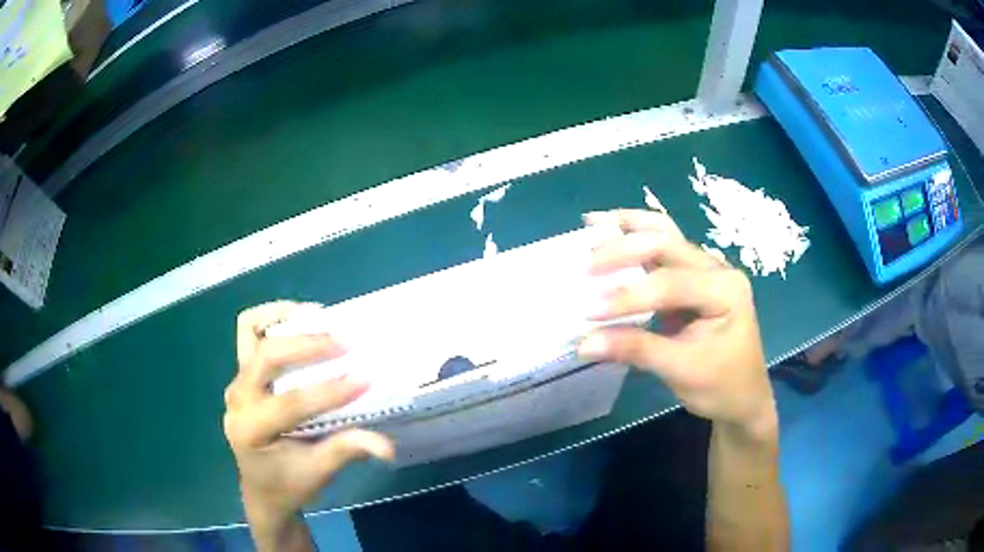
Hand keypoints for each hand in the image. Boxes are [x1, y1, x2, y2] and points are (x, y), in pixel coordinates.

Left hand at [224, 302, 393, 533]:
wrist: (262, 489)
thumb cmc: (289, 484)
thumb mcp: (318, 473)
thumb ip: (346, 451)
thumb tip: (386, 446)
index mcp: (251, 430)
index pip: (290, 404)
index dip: (329, 391)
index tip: (365, 379)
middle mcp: (238, 399)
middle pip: (266, 357)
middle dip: (306, 346)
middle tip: (345, 344)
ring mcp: (236, 382)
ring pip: (251, 332)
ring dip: (285, 320)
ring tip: (320, 317)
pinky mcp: (241, 372)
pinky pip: (250, 332)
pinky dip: (273, 319)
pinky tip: (300, 322)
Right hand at [579, 209, 776, 440]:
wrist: (743, 397)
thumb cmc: (722, 385)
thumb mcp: (681, 371)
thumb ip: (635, 350)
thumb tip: (583, 343)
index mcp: (725, 289)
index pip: (670, 284)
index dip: (628, 296)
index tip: (589, 311)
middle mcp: (717, 268)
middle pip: (667, 244)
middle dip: (624, 250)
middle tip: (586, 266)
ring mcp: (706, 269)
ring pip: (665, 235)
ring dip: (629, 228)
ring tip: (593, 222)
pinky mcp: (692, 277)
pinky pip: (663, 250)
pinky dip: (635, 238)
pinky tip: (612, 231)